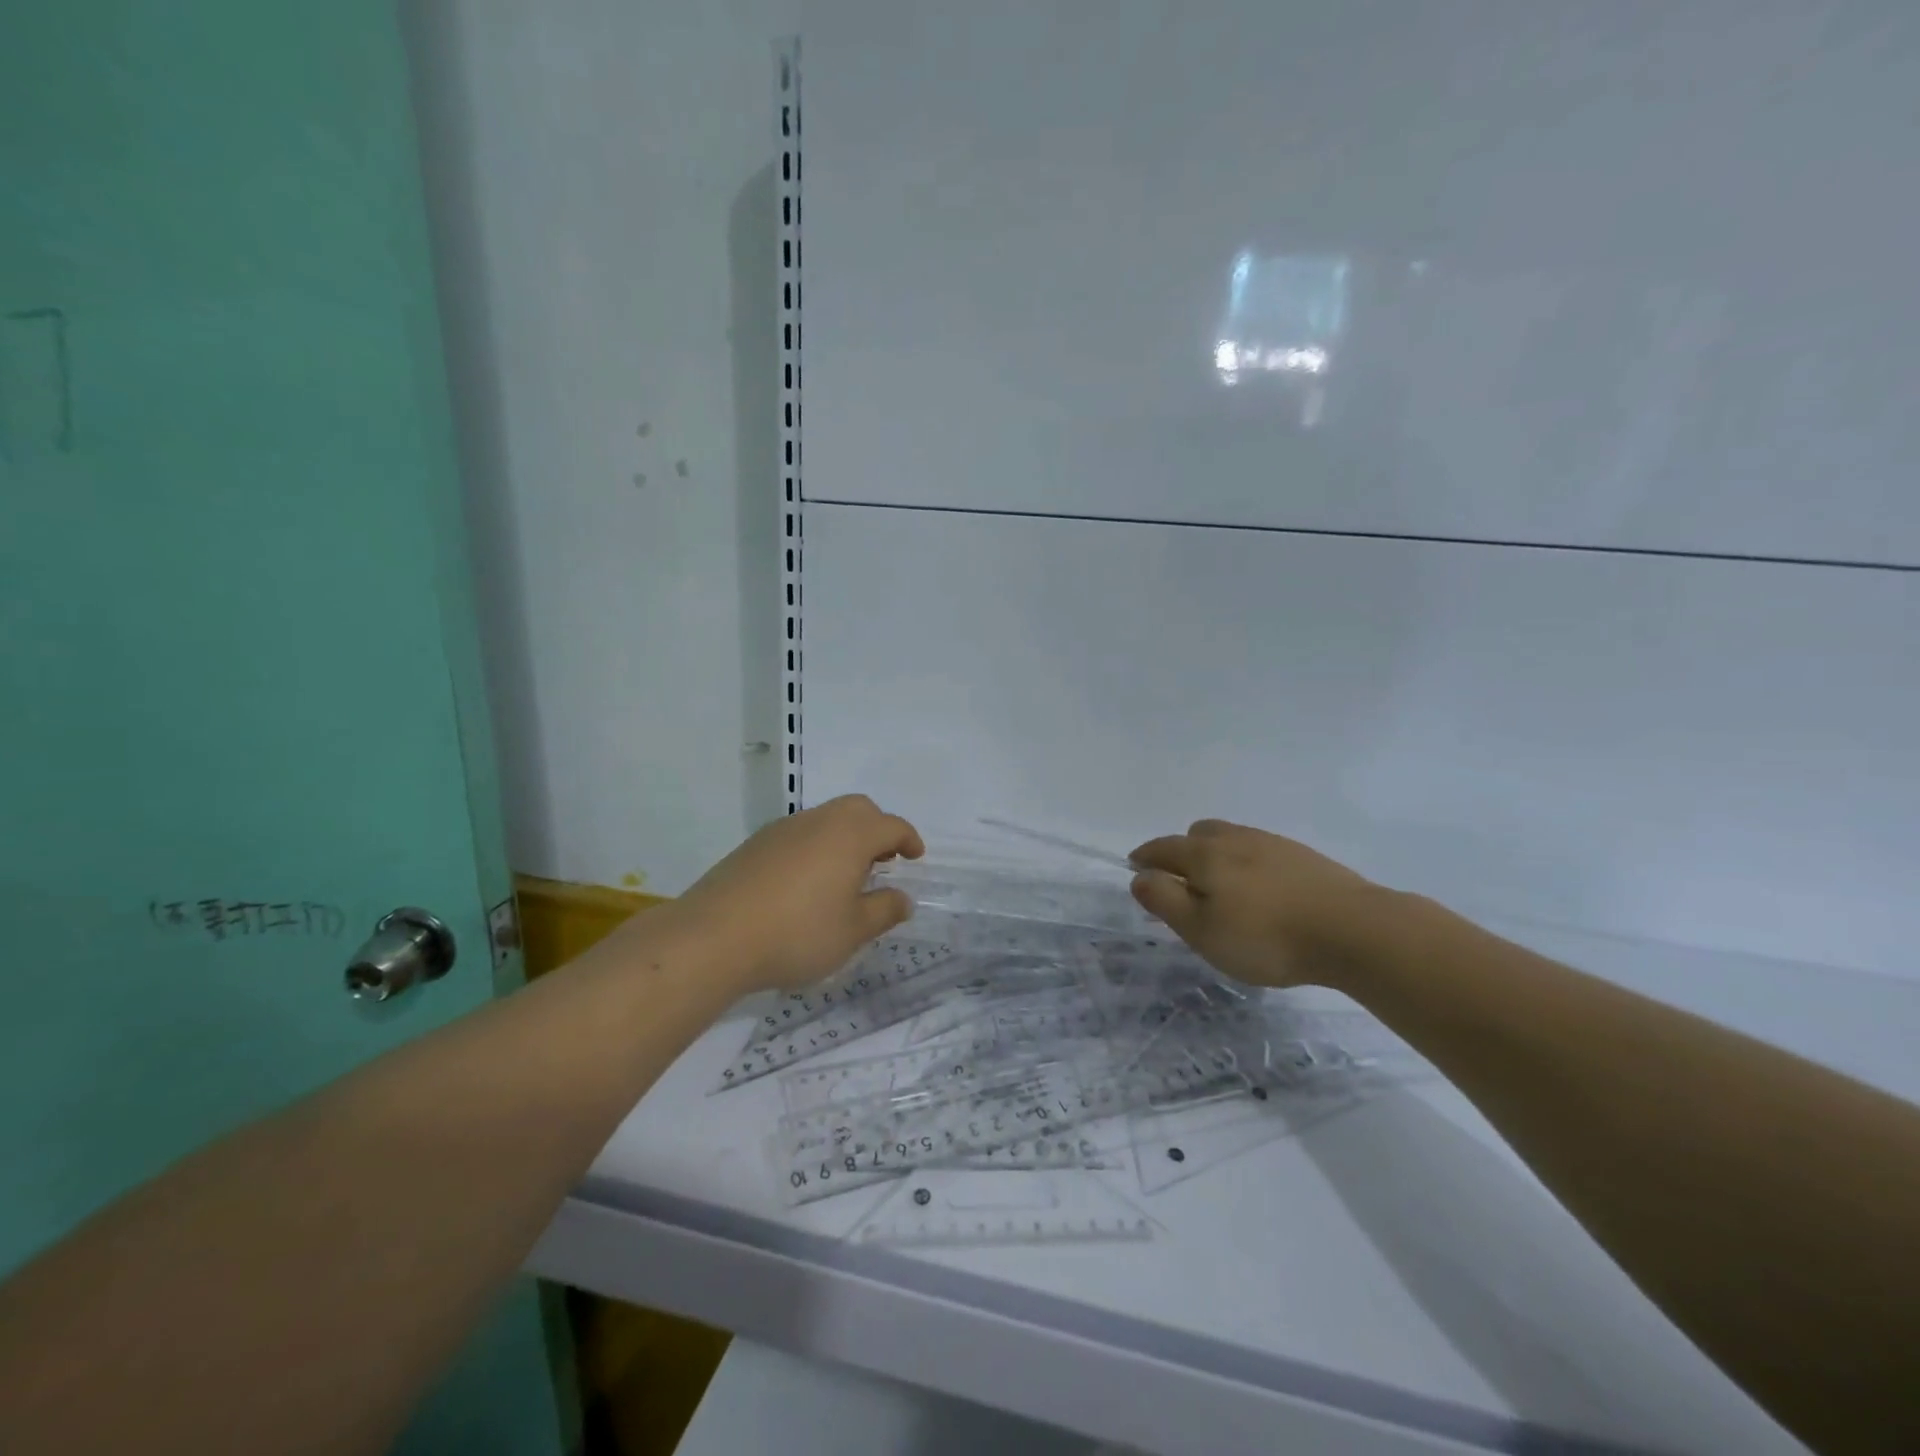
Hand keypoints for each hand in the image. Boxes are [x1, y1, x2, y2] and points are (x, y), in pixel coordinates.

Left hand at [676, 795, 924, 993]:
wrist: (714, 937)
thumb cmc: (797, 933)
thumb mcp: (852, 931)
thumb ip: (883, 911)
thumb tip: (903, 898)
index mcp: (850, 835)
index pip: (891, 826)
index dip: (908, 840)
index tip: (915, 857)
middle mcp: (818, 821)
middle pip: (858, 810)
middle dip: (877, 830)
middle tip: (883, 862)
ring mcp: (782, 829)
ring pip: (826, 819)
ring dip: (845, 838)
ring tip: (846, 876)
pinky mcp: (755, 845)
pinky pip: (799, 834)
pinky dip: (816, 847)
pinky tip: (807, 883)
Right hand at [1128, 820, 1388, 988]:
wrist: (1354, 930)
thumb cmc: (1266, 936)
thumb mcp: (1202, 930)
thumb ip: (1165, 901)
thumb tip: (1140, 877)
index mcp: (1205, 854)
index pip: (1163, 847)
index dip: (1145, 857)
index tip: (1136, 868)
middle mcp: (1235, 838)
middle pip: (1198, 834)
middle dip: (1182, 851)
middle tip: (1182, 882)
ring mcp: (1273, 844)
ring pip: (1232, 839)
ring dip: (1218, 856)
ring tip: (1224, 889)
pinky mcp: (1304, 857)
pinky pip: (1261, 851)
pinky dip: (1249, 864)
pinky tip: (1263, 892)